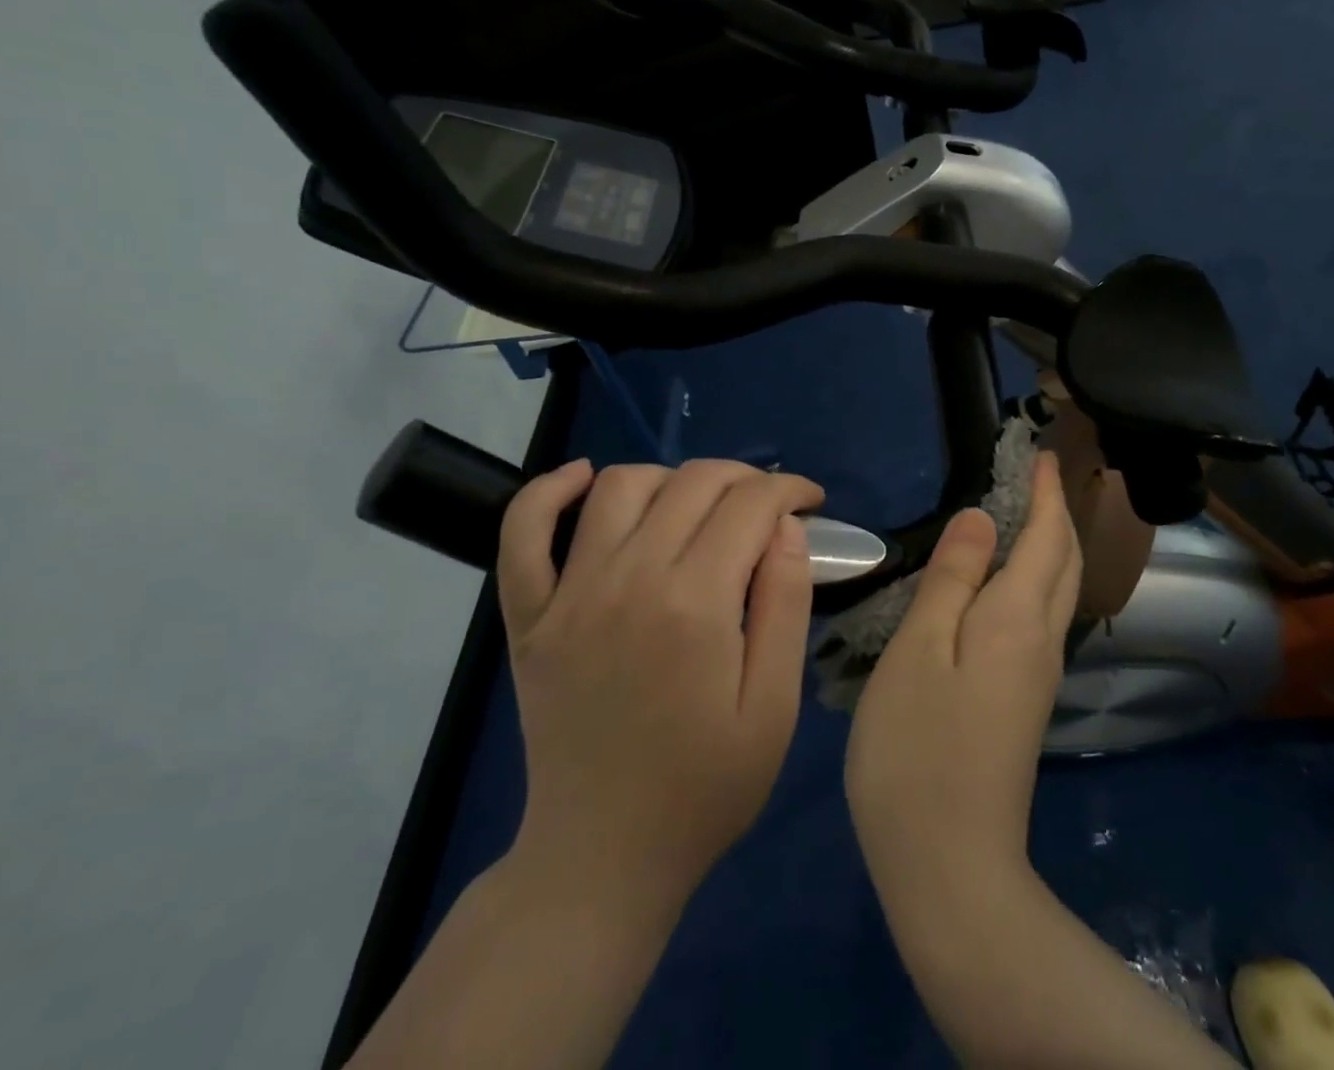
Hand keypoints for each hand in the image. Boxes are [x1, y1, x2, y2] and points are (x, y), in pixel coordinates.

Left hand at [496, 458, 825, 902]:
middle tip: (767, 507)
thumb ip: (786, 605)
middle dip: (745, 477)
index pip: (751, 503)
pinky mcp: (530, 615)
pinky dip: (548, 492)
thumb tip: (787, 526)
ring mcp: (569, 594)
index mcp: (695, 604)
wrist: (602, 856)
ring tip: (698, 507)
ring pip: (621, 486)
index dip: (790, 489)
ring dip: (671, 478)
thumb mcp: (774, 708)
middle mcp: (629, 579)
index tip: (810, 502)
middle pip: (693, 481)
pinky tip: (583, 480)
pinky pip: (523, 531)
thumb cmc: (704, 788)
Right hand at [845, 452, 1080, 888]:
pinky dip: (1033, 581)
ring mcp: (1036, 677)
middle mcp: (1041, 641)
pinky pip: (1039, 619)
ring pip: (1056, 592)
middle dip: (1058, 514)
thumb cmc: (919, 748)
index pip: (1047, 537)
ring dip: (1050, 546)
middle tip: (1037, 477)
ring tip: (1022, 516)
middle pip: (1064, 563)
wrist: (949, 867)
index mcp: (1018, 618)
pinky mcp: (1023, 703)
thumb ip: (953, 579)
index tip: (1041, 454)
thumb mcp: (920, 649)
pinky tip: (1003, 586)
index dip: (1046, 493)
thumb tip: (982, 518)